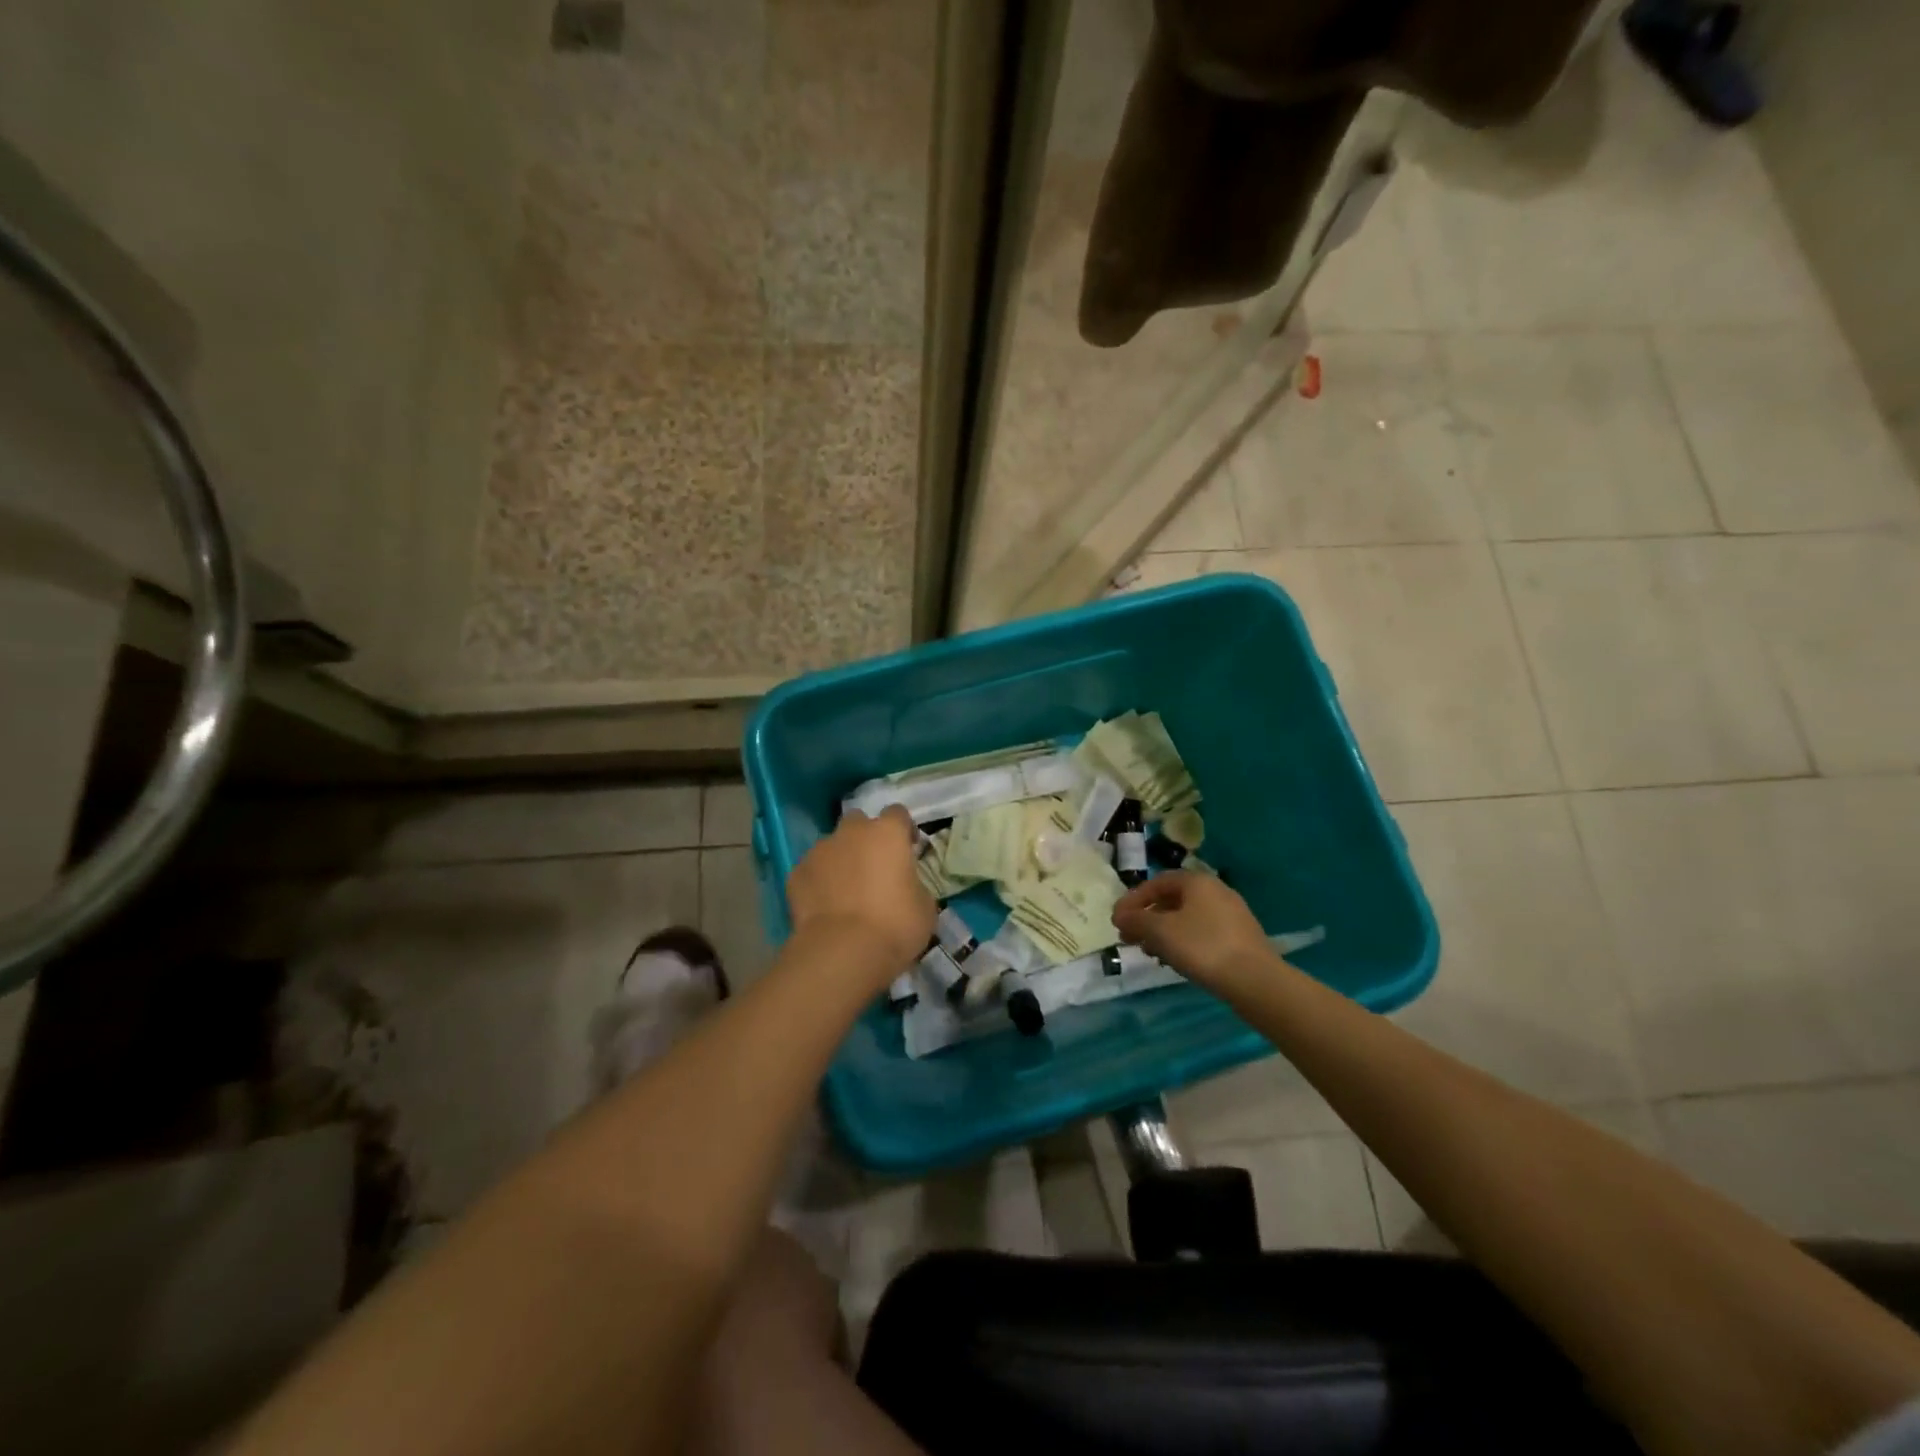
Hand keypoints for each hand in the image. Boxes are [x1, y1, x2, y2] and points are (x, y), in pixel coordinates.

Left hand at [787, 806, 935, 985]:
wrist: (843, 952)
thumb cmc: (894, 926)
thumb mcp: (925, 906)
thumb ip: (914, 884)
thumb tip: (906, 886)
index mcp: (887, 833)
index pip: (898, 814)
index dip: (903, 830)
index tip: (908, 849)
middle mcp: (852, 832)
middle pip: (859, 822)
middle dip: (866, 838)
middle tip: (874, 867)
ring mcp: (820, 850)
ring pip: (832, 846)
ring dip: (841, 860)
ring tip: (845, 891)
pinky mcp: (796, 873)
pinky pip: (812, 870)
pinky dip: (819, 882)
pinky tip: (824, 906)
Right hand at [1111, 872, 1274, 990]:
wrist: (1255, 980)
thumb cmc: (1202, 947)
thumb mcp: (1160, 931)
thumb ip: (1136, 919)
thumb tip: (1120, 915)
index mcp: (1197, 881)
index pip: (1156, 883)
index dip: (1133, 900)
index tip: (1117, 920)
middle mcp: (1216, 891)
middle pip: (1172, 900)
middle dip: (1147, 918)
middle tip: (1129, 937)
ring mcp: (1231, 914)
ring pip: (1187, 918)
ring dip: (1163, 931)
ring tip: (1149, 952)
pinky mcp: (1240, 937)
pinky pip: (1202, 932)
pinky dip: (1183, 941)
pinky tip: (1176, 960)